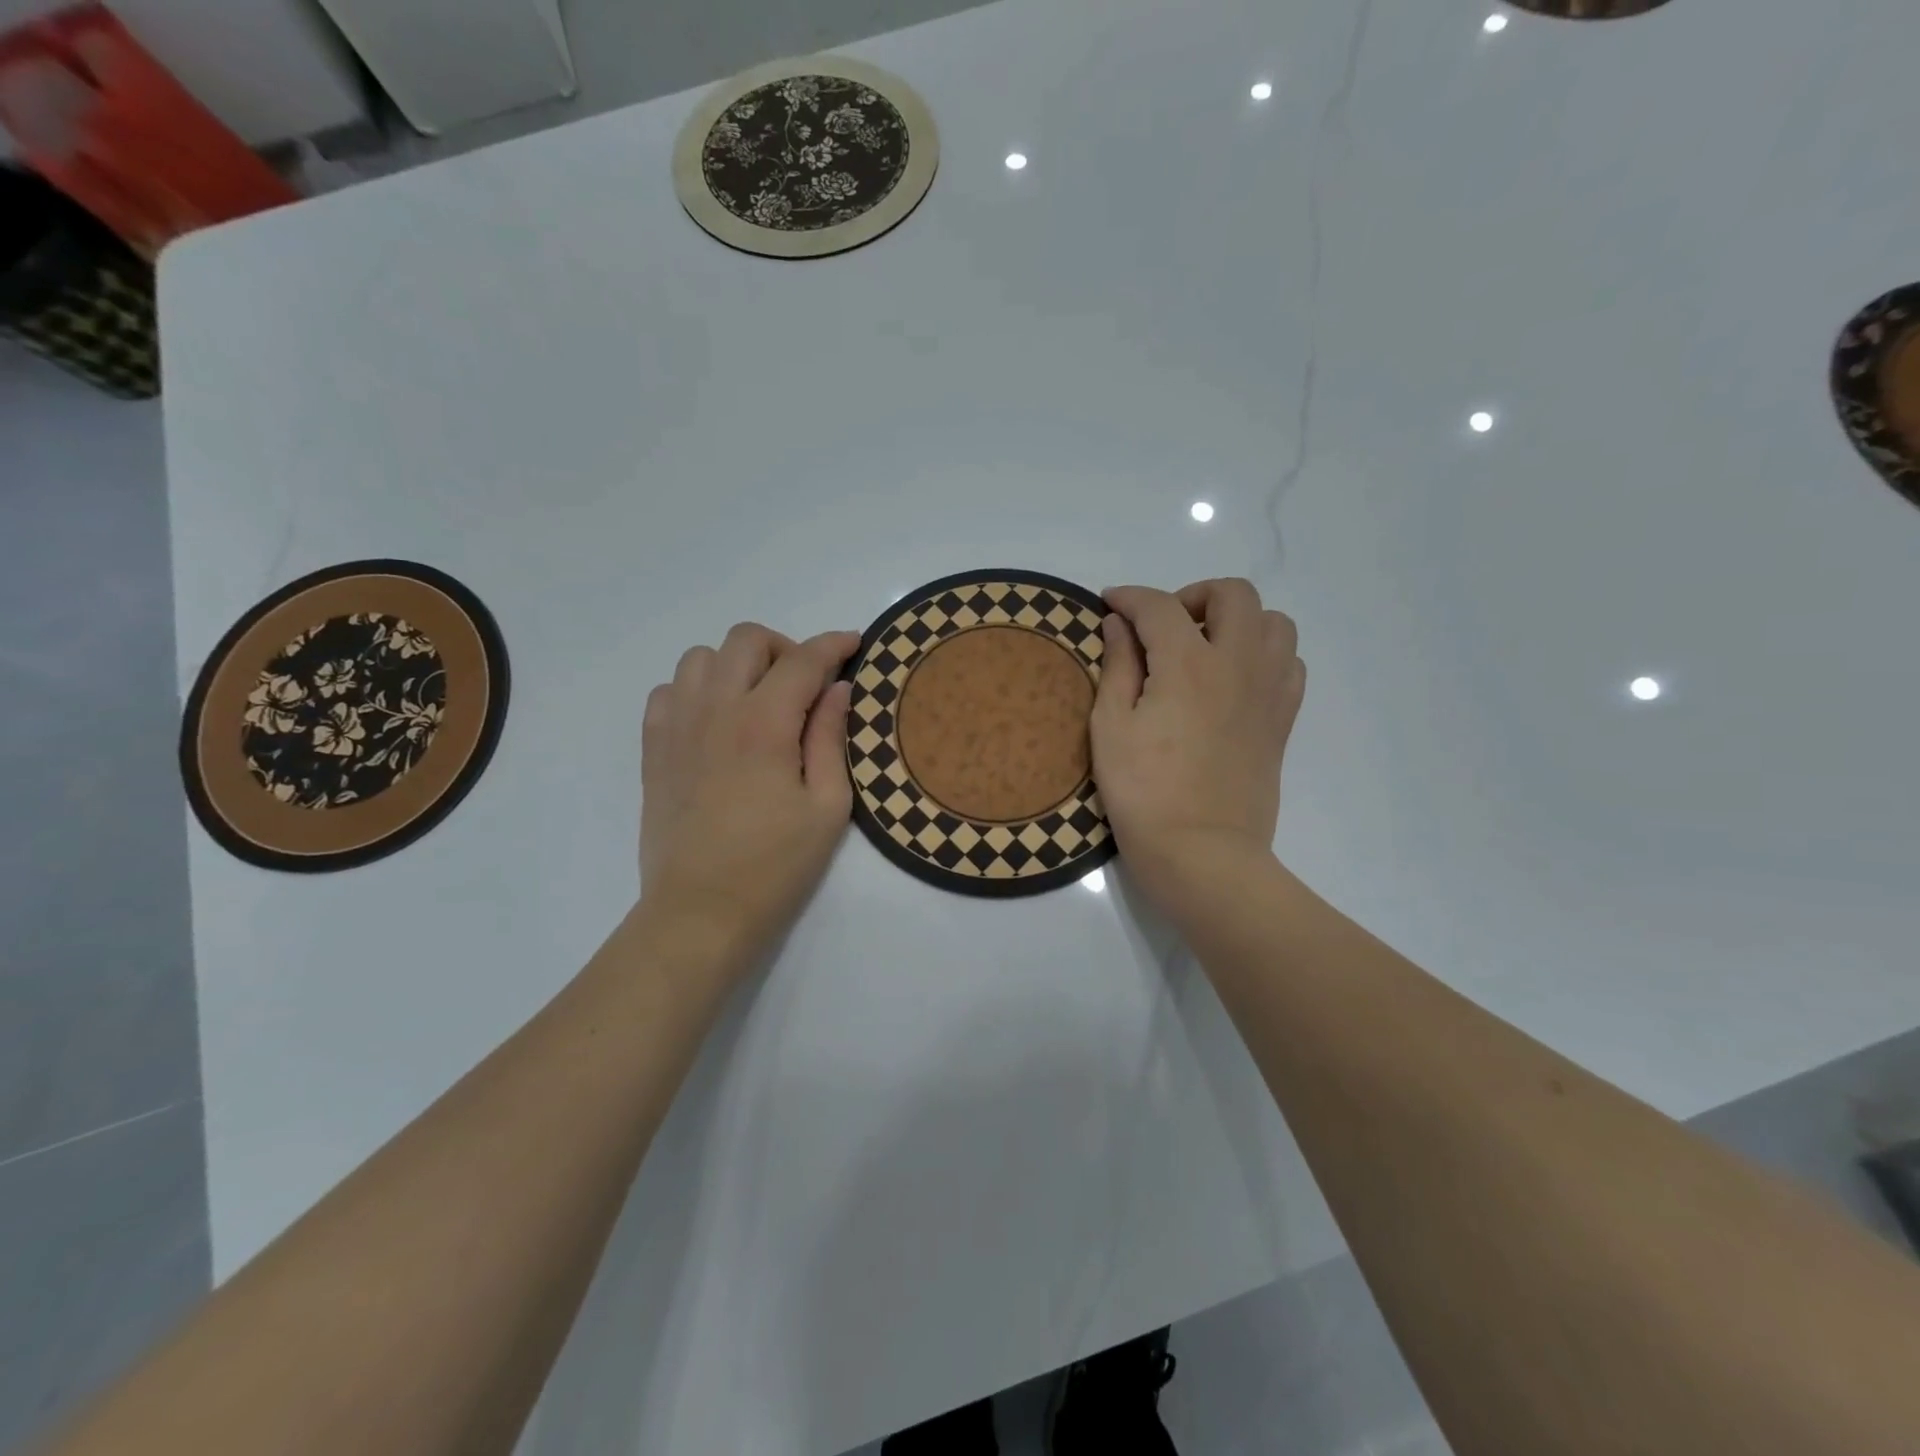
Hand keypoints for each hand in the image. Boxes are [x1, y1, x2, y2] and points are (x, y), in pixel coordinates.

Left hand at [640, 624, 858, 960]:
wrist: (700, 911)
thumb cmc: (775, 865)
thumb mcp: (826, 807)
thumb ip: (831, 738)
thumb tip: (838, 689)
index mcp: (764, 724)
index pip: (804, 660)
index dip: (834, 645)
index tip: (854, 645)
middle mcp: (715, 710)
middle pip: (747, 640)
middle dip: (786, 648)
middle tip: (806, 686)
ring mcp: (676, 726)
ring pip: (701, 657)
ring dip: (737, 666)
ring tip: (758, 701)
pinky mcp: (653, 749)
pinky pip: (669, 690)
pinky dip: (697, 690)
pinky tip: (716, 723)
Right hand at [1091, 579, 1303, 921]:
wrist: (1202, 853)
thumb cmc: (1143, 793)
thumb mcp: (1110, 728)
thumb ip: (1116, 666)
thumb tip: (1118, 624)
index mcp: (1188, 664)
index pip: (1159, 607)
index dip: (1129, 598)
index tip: (1109, 603)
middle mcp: (1238, 664)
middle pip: (1233, 594)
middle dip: (1193, 595)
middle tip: (1163, 626)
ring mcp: (1269, 691)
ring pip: (1274, 622)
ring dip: (1237, 621)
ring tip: (1205, 648)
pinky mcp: (1282, 720)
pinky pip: (1290, 663)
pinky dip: (1263, 655)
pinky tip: (1233, 679)